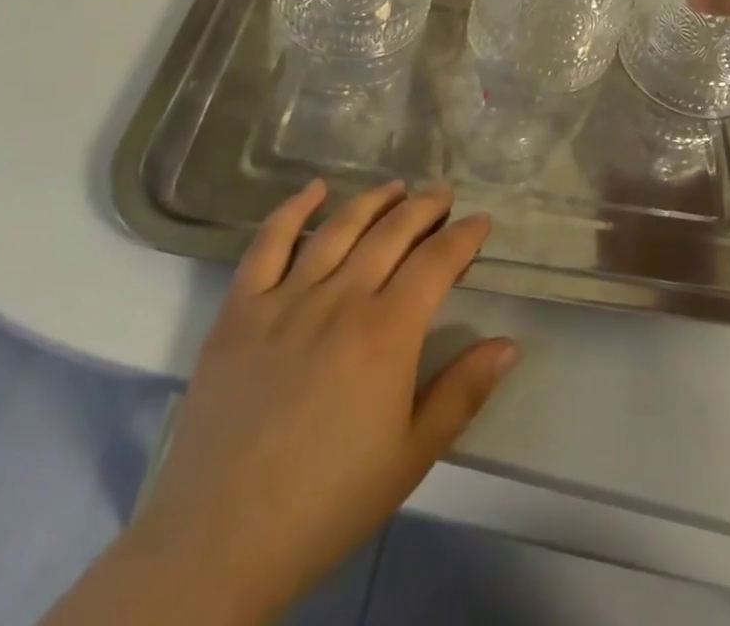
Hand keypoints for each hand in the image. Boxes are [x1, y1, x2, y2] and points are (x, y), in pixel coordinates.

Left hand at [132, 180, 516, 623]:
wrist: (219, 542)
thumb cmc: (328, 502)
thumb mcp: (412, 455)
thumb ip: (463, 392)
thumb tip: (509, 343)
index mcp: (387, 332)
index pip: (436, 261)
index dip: (464, 235)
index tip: (480, 221)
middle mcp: (341, 298)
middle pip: (392, 232)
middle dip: (425, 207)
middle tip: (443, 193)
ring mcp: (286, 298)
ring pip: (339, 227)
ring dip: (374, 200)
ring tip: (396, 187)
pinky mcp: (240, 308)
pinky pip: (268, 244)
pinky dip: (293, 209)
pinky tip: (314, 190)